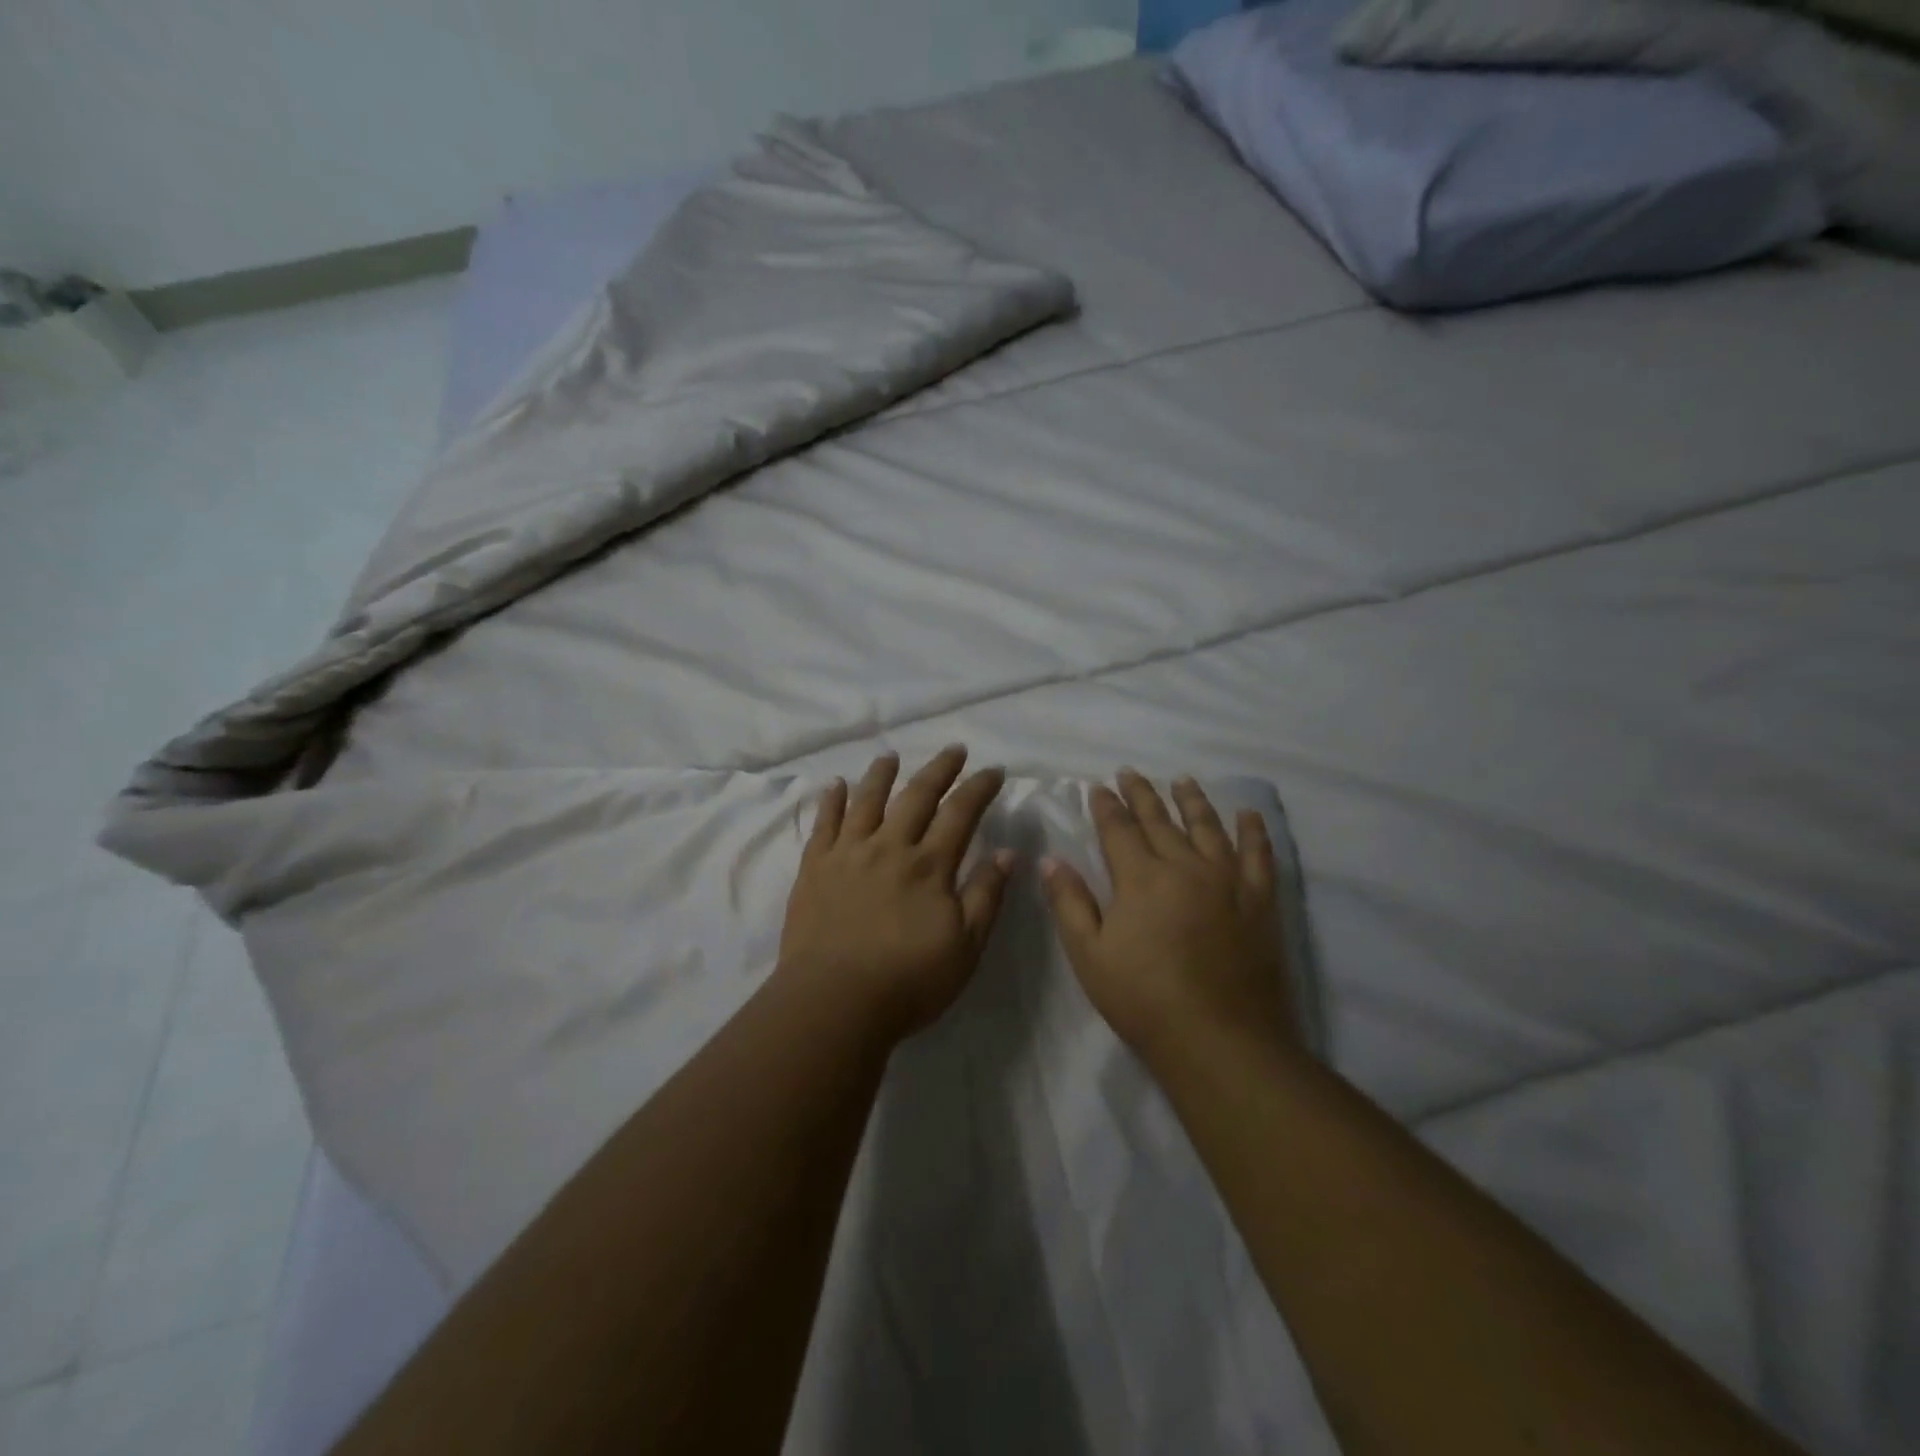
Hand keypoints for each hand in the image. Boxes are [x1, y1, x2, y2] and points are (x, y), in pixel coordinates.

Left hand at [777, 746, 1013, 1040]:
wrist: (833, 1002)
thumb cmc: (908, 981)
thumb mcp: (965, 947)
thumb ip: (986, 897)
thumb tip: (1006, 853)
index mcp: (929, 866)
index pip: (960, 813)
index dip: (979, 788)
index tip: (993, 770)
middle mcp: (889, 847)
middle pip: (917, 796)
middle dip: (939, 769)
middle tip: (954, 749)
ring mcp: (848, 854)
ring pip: (867, 800)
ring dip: (882, 774)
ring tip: (891, 756)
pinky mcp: (815, 868)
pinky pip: (824, 824)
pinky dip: (831, 801)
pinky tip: (835, 785)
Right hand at [1041, 770, 1293, 1059]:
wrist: (1219, 1039)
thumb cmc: (1143, 999)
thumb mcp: (1089, 955)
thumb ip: (1069, 902)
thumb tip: (1050, 860)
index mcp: (1140, 878)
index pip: (1118, 829)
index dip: (1106, 806)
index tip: (1099, 787)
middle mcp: (1184, 866)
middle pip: (1160, 820)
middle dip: (1142, 794)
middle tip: (1130, 772)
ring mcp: (1226, 881)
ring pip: (1207, 827)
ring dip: (1192, 800)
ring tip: (1182, 781)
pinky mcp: (1259, 901)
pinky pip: (1258, 856)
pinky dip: (1253, 832)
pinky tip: (1248, 814)